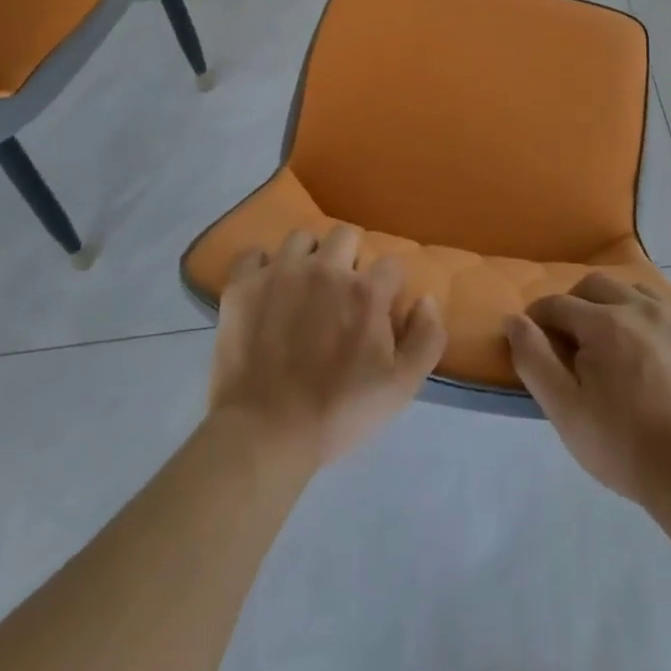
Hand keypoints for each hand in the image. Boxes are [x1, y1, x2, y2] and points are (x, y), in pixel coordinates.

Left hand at [209, 223, 445, 470]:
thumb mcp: (401, 388)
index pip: (390, 264)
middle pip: (346, 236)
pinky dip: (260, 266)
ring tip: (302, 288)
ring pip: (301, 238)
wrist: (264, 435)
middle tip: (340, 295)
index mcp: (365, 291)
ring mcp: (280, 273)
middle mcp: (325, 269)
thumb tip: (425, 299)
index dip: (388, 288)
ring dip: (308, 257)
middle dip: (349, 259)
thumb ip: (427, 338)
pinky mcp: (243, 285)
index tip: (378, 313)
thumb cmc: (337, 413)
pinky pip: (253, 253)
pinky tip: (265, 289)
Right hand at [506, 273, 670, 504]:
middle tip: (575, 340)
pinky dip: (657, 325)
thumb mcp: (565, 411)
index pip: (557, 304)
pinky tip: (660, 357)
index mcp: (604, 322)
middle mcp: (642, 306)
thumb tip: (514, 320)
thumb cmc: (624, 446)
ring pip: (637, 291)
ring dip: (618, 307)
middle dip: (576, 304)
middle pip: (596, 285)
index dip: (540, 319)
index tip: (537, 339)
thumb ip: (534, 359)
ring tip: (618, 343)